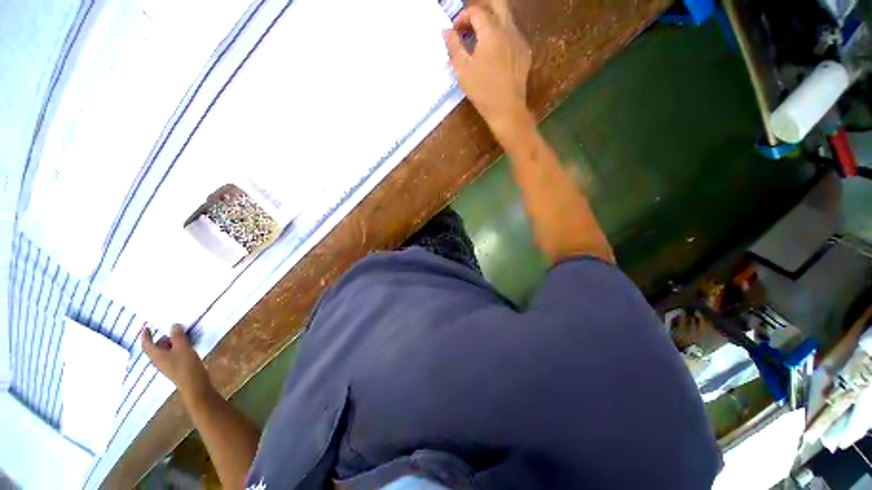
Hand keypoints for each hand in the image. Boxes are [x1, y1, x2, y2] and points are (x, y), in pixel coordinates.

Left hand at [141, 324, 213, 400]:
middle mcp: (159, 361)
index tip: (147, 327)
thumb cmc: (186, 365)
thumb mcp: (183, 347)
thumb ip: (178, 336)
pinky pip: (172, 355)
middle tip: (172, 330)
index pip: (147, 344)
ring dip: (171, 343)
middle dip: (162, 338)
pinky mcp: (176, 368)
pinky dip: (176, 349)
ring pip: (165, 352)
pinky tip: (187, 347)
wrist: (194, 384)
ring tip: (182, 337)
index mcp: (157, 356)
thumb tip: (173, 325)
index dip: (145, 335)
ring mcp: (168, 366)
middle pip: (156, 348)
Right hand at [443, 0, 532, 138]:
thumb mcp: (462, 69)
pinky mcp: (524, 53)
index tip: (454, 32)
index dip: (462, 18)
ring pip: (506, 19)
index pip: (476, 11)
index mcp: (491, 31)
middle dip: (480, 11)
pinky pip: (512, 36)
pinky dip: (501, 37)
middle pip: (497, 4)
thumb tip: (446, 30)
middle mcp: (508, 29)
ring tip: (479, 42)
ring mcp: (519, 40)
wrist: (507, 109)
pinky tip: (494, 55)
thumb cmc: (482, 90)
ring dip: (491, 24)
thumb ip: (453, 46)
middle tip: (470, 25)